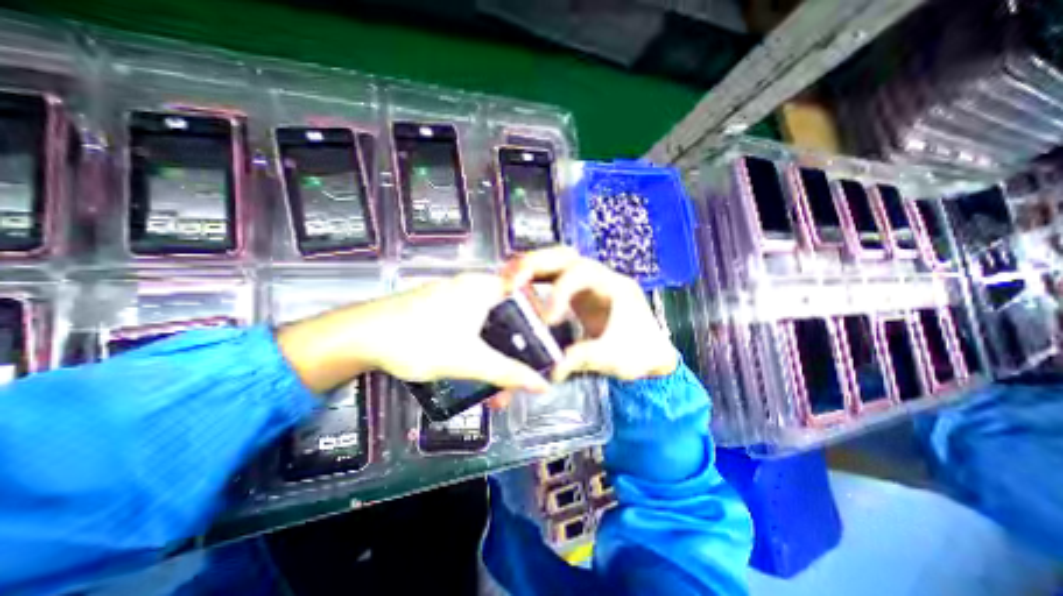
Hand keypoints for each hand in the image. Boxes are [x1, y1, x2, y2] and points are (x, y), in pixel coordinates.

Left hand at [277, 273, 550, 394]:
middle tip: (516, 380)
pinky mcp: (439, 310)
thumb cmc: (420, 341)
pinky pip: (470, 329)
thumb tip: (543, 386)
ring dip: (493, 359)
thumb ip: (509, 374)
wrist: (360, 338)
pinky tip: (473, 375)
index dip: (540, 320)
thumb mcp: (470, 360)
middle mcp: (472, 287)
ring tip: (494, 393)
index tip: (545, 345)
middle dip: (513, 353)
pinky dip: (476, 351)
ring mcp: (454, 297)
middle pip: (507, 319)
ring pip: (488, 328)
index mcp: (484, 287)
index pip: (526, 296)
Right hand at [505, 245, 676, 380]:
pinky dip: (532, 279)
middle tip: (512, 280)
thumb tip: (554, 368)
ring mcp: (585, 282)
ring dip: (530, 268)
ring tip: (508, 280)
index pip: (581, 274)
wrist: (649, 351)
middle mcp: (598, 277)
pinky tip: (517, 288)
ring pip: (554, 261)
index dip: (560, 291)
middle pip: (564, 256)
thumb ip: (586, 359)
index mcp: (612, 285)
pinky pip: (550, 277)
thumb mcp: (616, 357)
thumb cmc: (640, 351)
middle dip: (536, 264)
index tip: (547, 318)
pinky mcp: (575, 292)